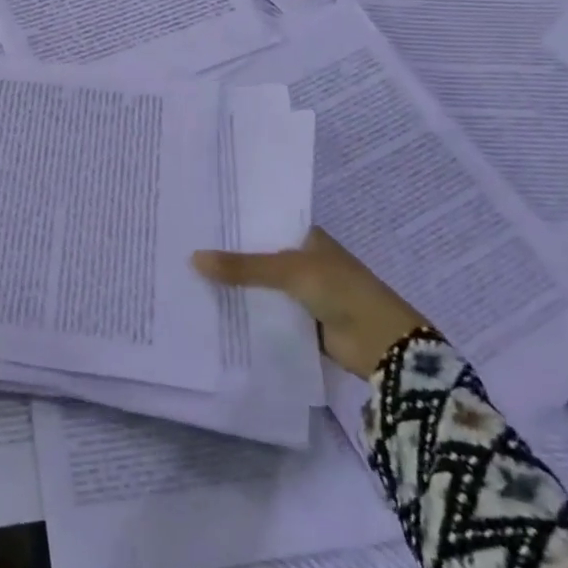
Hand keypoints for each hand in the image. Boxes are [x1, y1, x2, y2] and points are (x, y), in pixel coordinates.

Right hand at [193, 226, 433, 377]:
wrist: (383, 345)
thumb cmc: (341, 291)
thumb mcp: (289, 271)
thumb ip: (243, 267)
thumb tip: (193, 258)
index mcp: (308, 237)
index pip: (263, 224)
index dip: (235, 224)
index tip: (198, 222)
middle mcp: (304, 261)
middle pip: (259, 256)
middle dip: (229, 257)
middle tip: (184, 249)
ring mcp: (303, 293)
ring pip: (261, 286)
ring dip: (236, 287)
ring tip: (189, 277)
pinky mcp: (301, 322)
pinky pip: (266, 313)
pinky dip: (247, 313)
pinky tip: (214, 310)